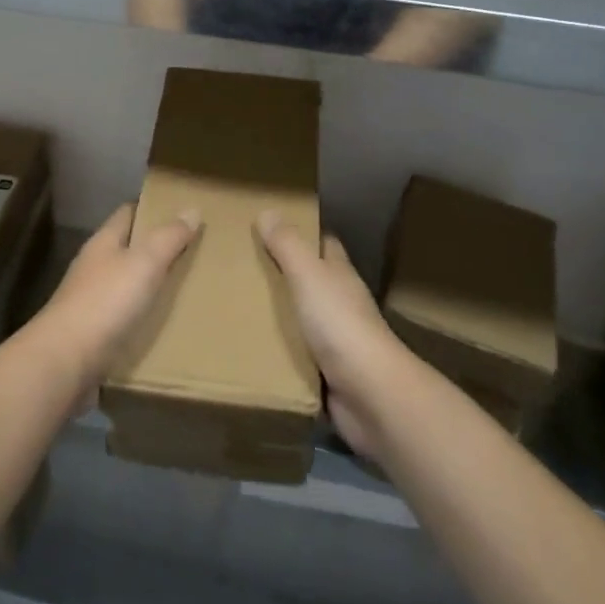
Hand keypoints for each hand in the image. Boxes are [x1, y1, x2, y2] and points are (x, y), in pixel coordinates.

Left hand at [30, 203, 200, 385]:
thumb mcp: (144, 263)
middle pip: (128, 248)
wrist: (67, 360)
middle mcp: (95, 266)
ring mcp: (91, 300)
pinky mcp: (94, 331)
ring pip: (127, 282)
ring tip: (187, 286)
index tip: (180, 212)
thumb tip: (192, 209)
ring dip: (151, 283)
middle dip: (156, 248)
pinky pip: (125, 315)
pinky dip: (144, 314)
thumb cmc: (106, 302)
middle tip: (195, 250)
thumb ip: (168, 237)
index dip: (151, 209)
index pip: (128, 213)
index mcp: (103, 242)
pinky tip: (165, 322)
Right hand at [256, 211, 404, 457]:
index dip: (303, 233)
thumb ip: (288, 245)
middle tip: (240, 267)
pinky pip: (296, 356)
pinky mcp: (327, 373)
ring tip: (235, 306)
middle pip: (310, 281)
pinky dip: (277, 351)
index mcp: (340, 275)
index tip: (271, 226)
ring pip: (301, 319)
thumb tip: (268, 210)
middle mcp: (340, 303)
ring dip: (277, 315)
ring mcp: (336, 340)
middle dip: (281, 274)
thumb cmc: (339, 324)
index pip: (324, 245)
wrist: (369, 393)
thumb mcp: (309, 276)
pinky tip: (249, 348)